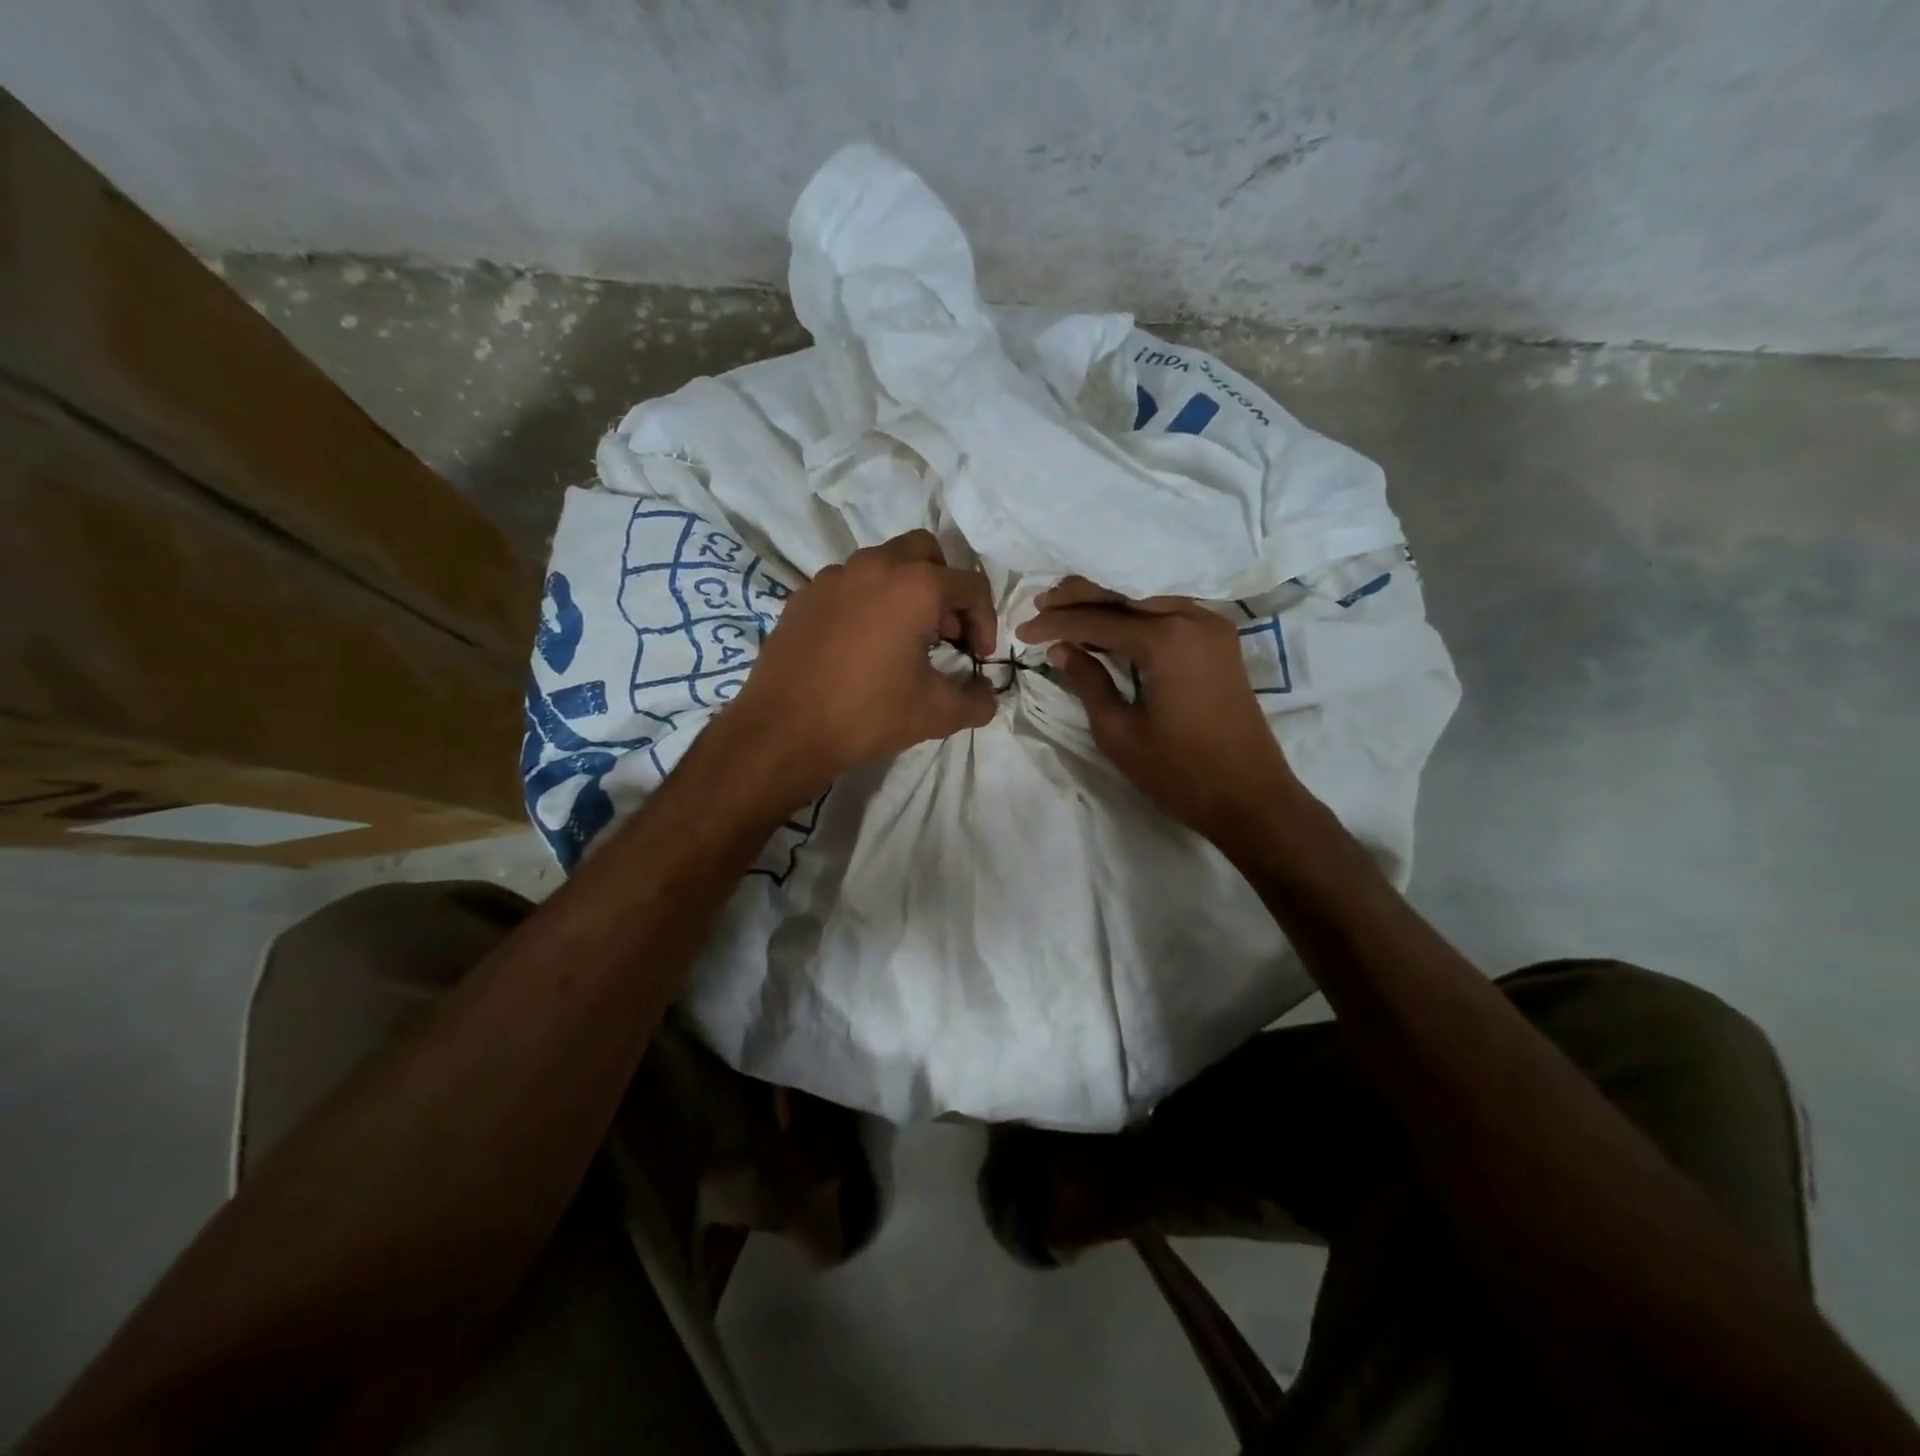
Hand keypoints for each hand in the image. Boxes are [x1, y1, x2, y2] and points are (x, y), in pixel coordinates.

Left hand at [719, 530, 997, 807]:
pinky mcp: (803, 597)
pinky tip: (861, 646)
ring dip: (905, 591)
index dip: (985, 621)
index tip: (978, 657)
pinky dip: (867, 603)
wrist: (783, 731)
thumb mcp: (937, 714)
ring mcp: (831, 578)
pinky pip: (847, 586)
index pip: (970, 586)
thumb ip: (978, 701)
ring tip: (905, 638)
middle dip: (945, 587)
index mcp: (914, 586)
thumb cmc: (867, 715)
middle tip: (945, 631)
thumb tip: (988, 695)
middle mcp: (874, 566)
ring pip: (882, 564)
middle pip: (925, 552)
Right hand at [1017, 576, 1300, 844]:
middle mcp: (1193, 619)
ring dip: (1109, 603)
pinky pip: (1170, 613)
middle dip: (1080, 598)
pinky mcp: (1221, 642)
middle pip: (1126, 595)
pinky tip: (1112, 623)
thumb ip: (1088, 682)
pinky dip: (1137, 615)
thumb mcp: (1120, 733)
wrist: (1251, 799)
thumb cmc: (1180, 774)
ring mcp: (1213, 627)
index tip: (1023, 630)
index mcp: (1167, 640)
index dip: (1057, 624)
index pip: (1099, 621)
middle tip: (1041, 603)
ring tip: (1068, 608)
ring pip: (1148, 600)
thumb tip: (1061, 649)